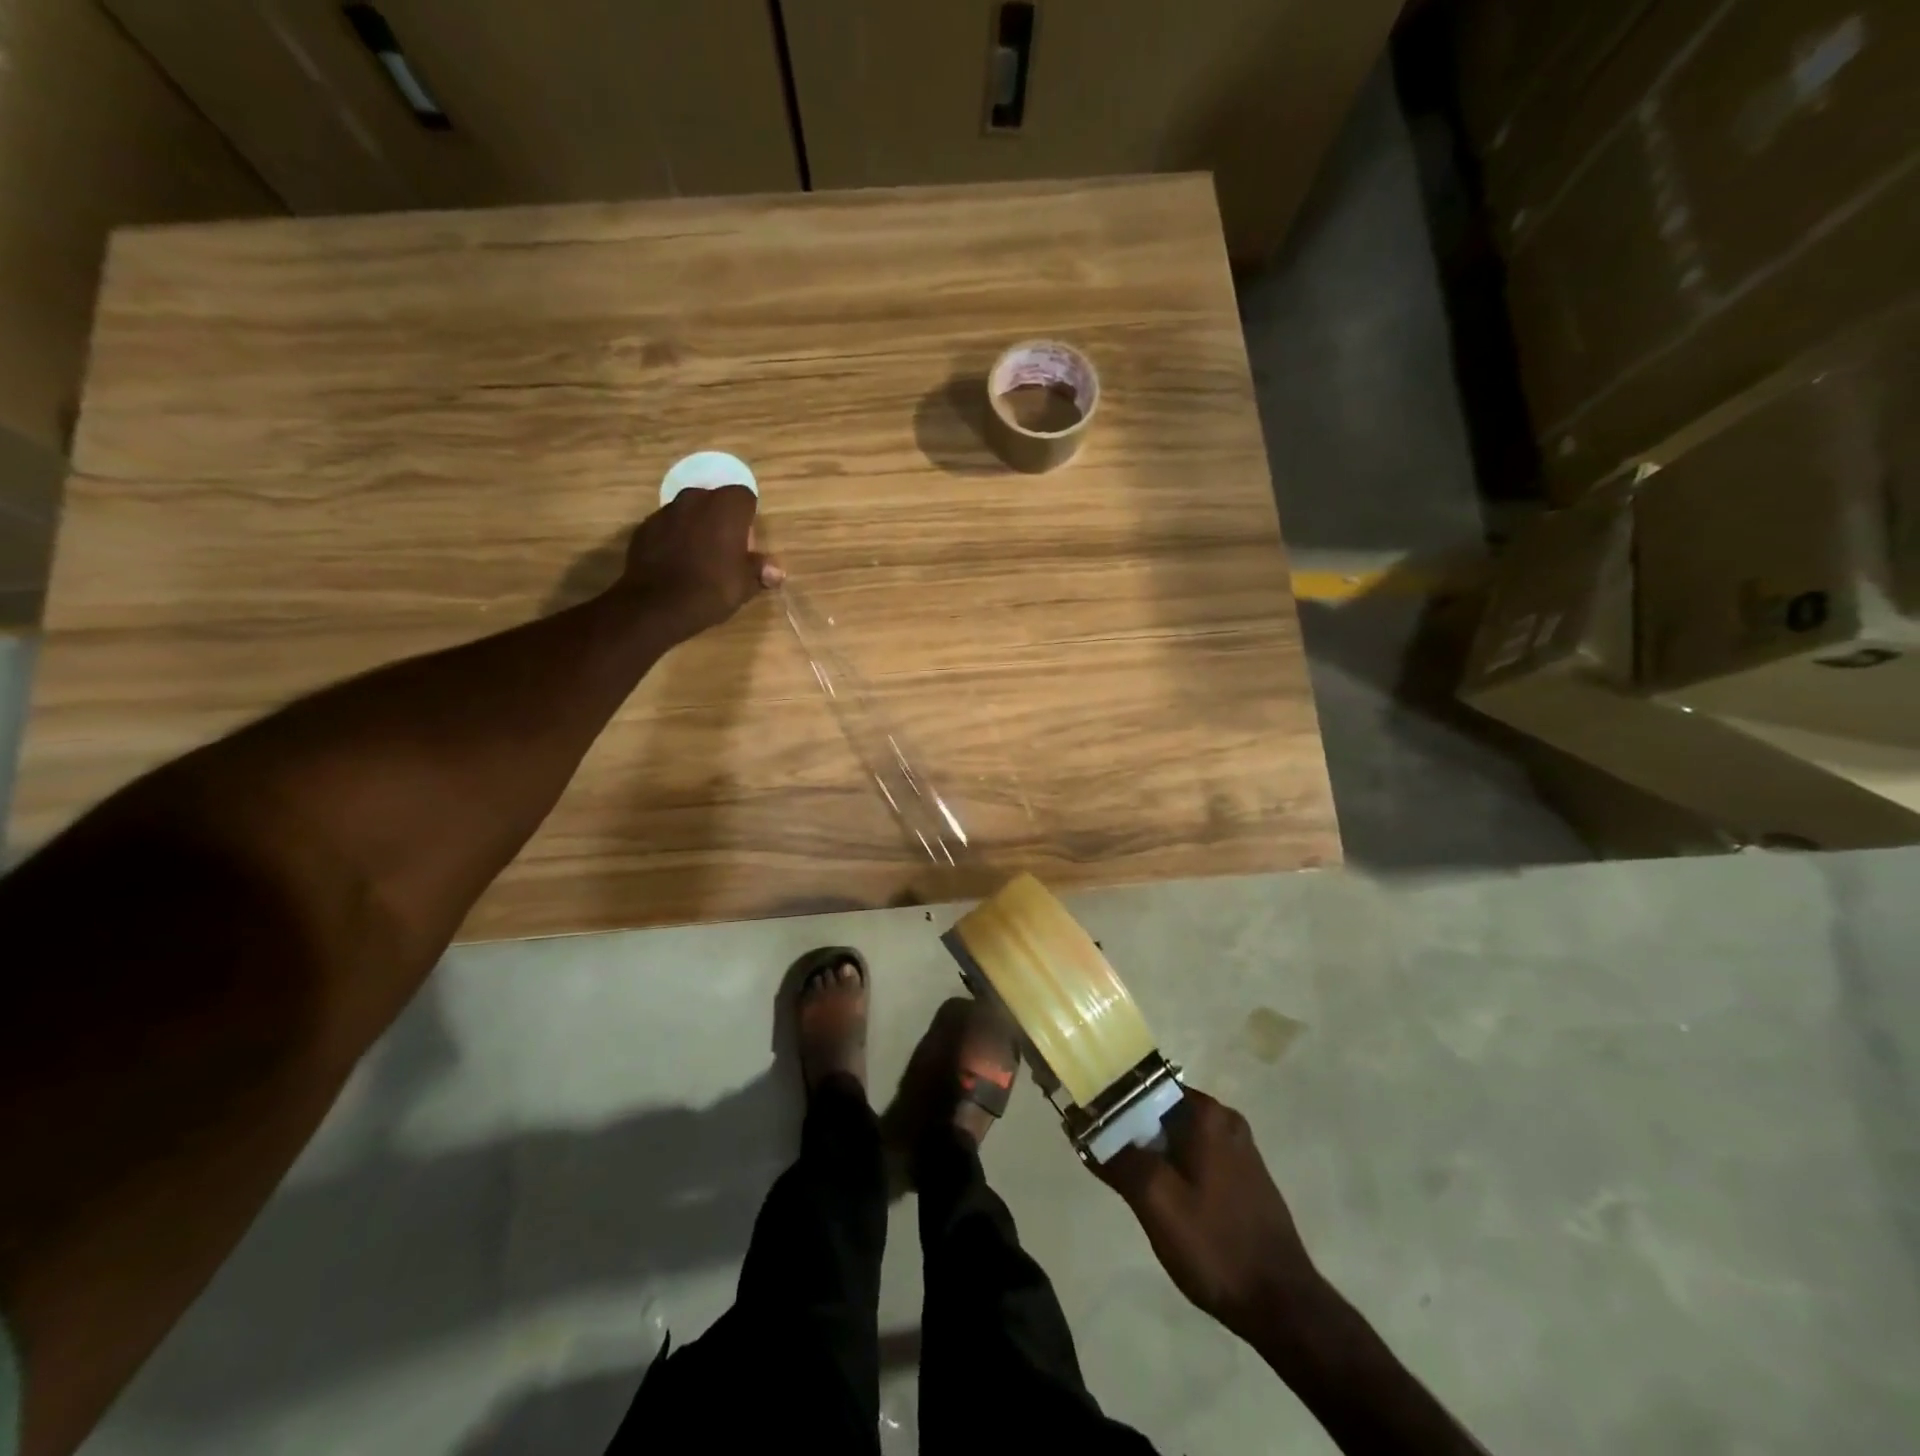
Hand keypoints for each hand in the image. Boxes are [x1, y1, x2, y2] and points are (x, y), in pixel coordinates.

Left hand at [620, 484, 784, 638]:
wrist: (658, 605)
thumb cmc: (713, 588)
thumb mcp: (745, 584)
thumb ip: (760, 570)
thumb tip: (777, 572)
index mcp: (726, 507)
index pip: (745, 497)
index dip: (747, 519)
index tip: (747, 544)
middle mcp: (695, 499)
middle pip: (714, 500)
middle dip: (720, 519)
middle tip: (724, 550)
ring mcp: (666, 511)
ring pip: (688, 512)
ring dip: (695, 527)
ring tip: (698, 558)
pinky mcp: (644, 528)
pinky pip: (666, 527)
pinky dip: (672, 539)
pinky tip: (675, 564)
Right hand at [1095, 1087, 1321, 1342]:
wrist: (1283, 1306)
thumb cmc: (1216, 1245)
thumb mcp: (1156, 1202)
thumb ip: (1118, 1159)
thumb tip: (1082, 1127)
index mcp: (1207, 1114)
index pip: (1146, 1087)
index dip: (1113, 1102)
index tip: (1088, 1122)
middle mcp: (1225, 1120)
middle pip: (1160, 1110)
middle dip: (1130, 1130)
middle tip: (1102, 1155)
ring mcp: (1238, 1149)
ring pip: (1177, 1135)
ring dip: (1150, 1151)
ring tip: (1123, 1177)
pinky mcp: (1244, 1176)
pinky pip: (1195, 1155)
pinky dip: (1172, 1166)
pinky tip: (1159, 1197)